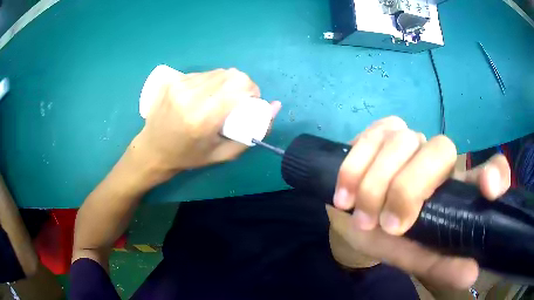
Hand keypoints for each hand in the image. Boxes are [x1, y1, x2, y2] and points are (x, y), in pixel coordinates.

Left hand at [132, 68, 280, 174]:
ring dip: (226, 83)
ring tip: (219, 101)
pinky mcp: (174, 80)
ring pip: (219, 72)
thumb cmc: (188, 156)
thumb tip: (275, 106)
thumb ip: (254, 132)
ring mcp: (180, 85)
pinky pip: (204, 74)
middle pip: (232, 74)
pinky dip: (211, 83)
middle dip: (242, 86)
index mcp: (203, 117)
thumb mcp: (224, 154)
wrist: (152, 150)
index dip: (253, 91)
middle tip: (236, 102)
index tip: (250, 103)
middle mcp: (190, 96)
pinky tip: (204, 97)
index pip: (240, 85)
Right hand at [329, 116, 509, 288]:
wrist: (351, 217)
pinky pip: (370, 137)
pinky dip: (355, 168)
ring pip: (401, 141)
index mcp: (455, 189)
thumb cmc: (387, 238)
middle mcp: (439, 157)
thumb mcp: (413, 256)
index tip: (487, 190)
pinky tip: (344, 194)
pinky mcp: (380, 131)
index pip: (491, 169)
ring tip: (360, 216)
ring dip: (376, 184)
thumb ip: (440, 265)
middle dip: (409, 188)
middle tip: (387, 224)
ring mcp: (409, 138)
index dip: (495, 174)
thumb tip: (471, 274)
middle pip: (440, 149)